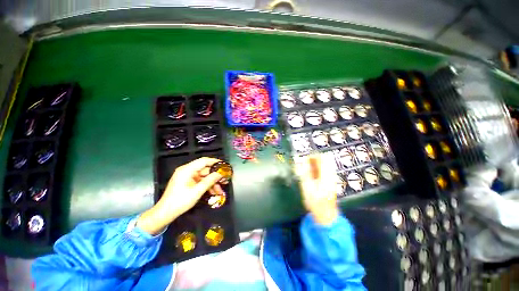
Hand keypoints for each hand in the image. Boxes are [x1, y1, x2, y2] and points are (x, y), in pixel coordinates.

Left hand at [137, 157, 223, 234]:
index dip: (215, 162)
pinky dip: (207, 186)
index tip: (224, 165)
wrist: (165, 213)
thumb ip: (210, 181)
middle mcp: (187, 171)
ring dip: (212, 183)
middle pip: (205, 170)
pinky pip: (200, 181)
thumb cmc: (180, 201)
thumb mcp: (197, 191)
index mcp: (187, 170)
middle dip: (215, 176)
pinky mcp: (188, 182)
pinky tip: (214, 192)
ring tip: (220, 190)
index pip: (203, 161)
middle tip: (225, 179)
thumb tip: (220, 174)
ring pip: (204, 177)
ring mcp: (187, 177)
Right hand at [295, 154, 338, 225]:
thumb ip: (305, 173)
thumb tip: (301, 160)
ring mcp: (332, 177)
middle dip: (313, 159)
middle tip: (304, 164)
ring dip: (314, 164)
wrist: (326, 215)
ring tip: (306, 169)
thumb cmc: (315, 203)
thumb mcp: (307, 188)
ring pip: (324, 164)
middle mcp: (331, 174)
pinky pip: (324, 169)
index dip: (312, 156)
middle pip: (324, 159)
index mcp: (327, 175)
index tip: (303, 159)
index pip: (323, 158)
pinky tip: (311, 174)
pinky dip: (316, 168)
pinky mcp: (330, 180)